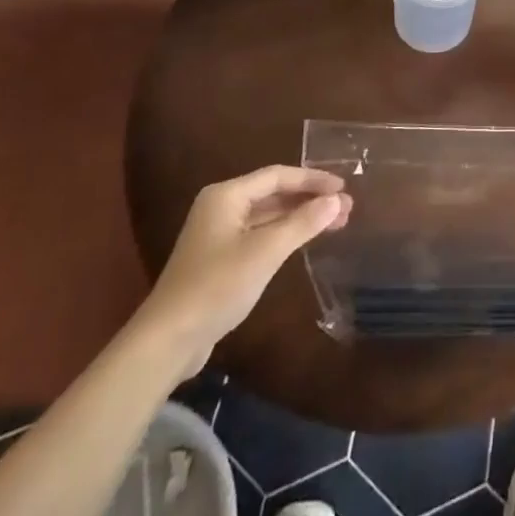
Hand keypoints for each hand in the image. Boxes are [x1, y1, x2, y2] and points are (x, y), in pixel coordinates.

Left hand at [135, 166, 351, 364]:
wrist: (168, 340)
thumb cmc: (218, 286)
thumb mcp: (265, 252)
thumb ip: (302, 223)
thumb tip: (336, 200)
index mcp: (226, 196)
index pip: (278, 176)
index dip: (313, 179)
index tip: (343, 187)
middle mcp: (221, 207)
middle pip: (273, 194)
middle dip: (310, 199)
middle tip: (345, 208)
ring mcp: (218, 234)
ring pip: (268, 216)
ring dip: (300, 218)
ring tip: (335, 223)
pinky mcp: (220, 259)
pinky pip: (260, 235)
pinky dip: (285, 235)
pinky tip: (305, 242)